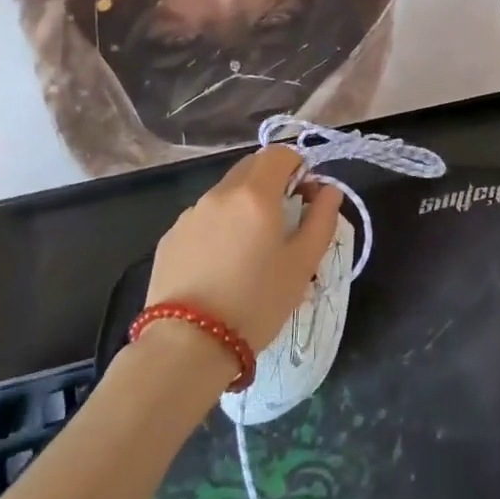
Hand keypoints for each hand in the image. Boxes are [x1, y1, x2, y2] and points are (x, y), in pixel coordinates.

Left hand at [144, 147, 342, 352]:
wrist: (187, 345)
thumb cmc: (256, 302)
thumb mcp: (303, 264)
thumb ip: (322, 219)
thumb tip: (329, 190)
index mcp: (255, 193)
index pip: (280, 153)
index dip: (299, 167)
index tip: (306, 198)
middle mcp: (220, 193)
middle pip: (251, 167)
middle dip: (273, 182)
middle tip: (285, 221)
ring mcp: (190, 214)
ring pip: (227, 193)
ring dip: (245, 205)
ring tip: (252, 251)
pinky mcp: (170, 237)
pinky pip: (204, 218)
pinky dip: (220, 227)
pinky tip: (222, 266)